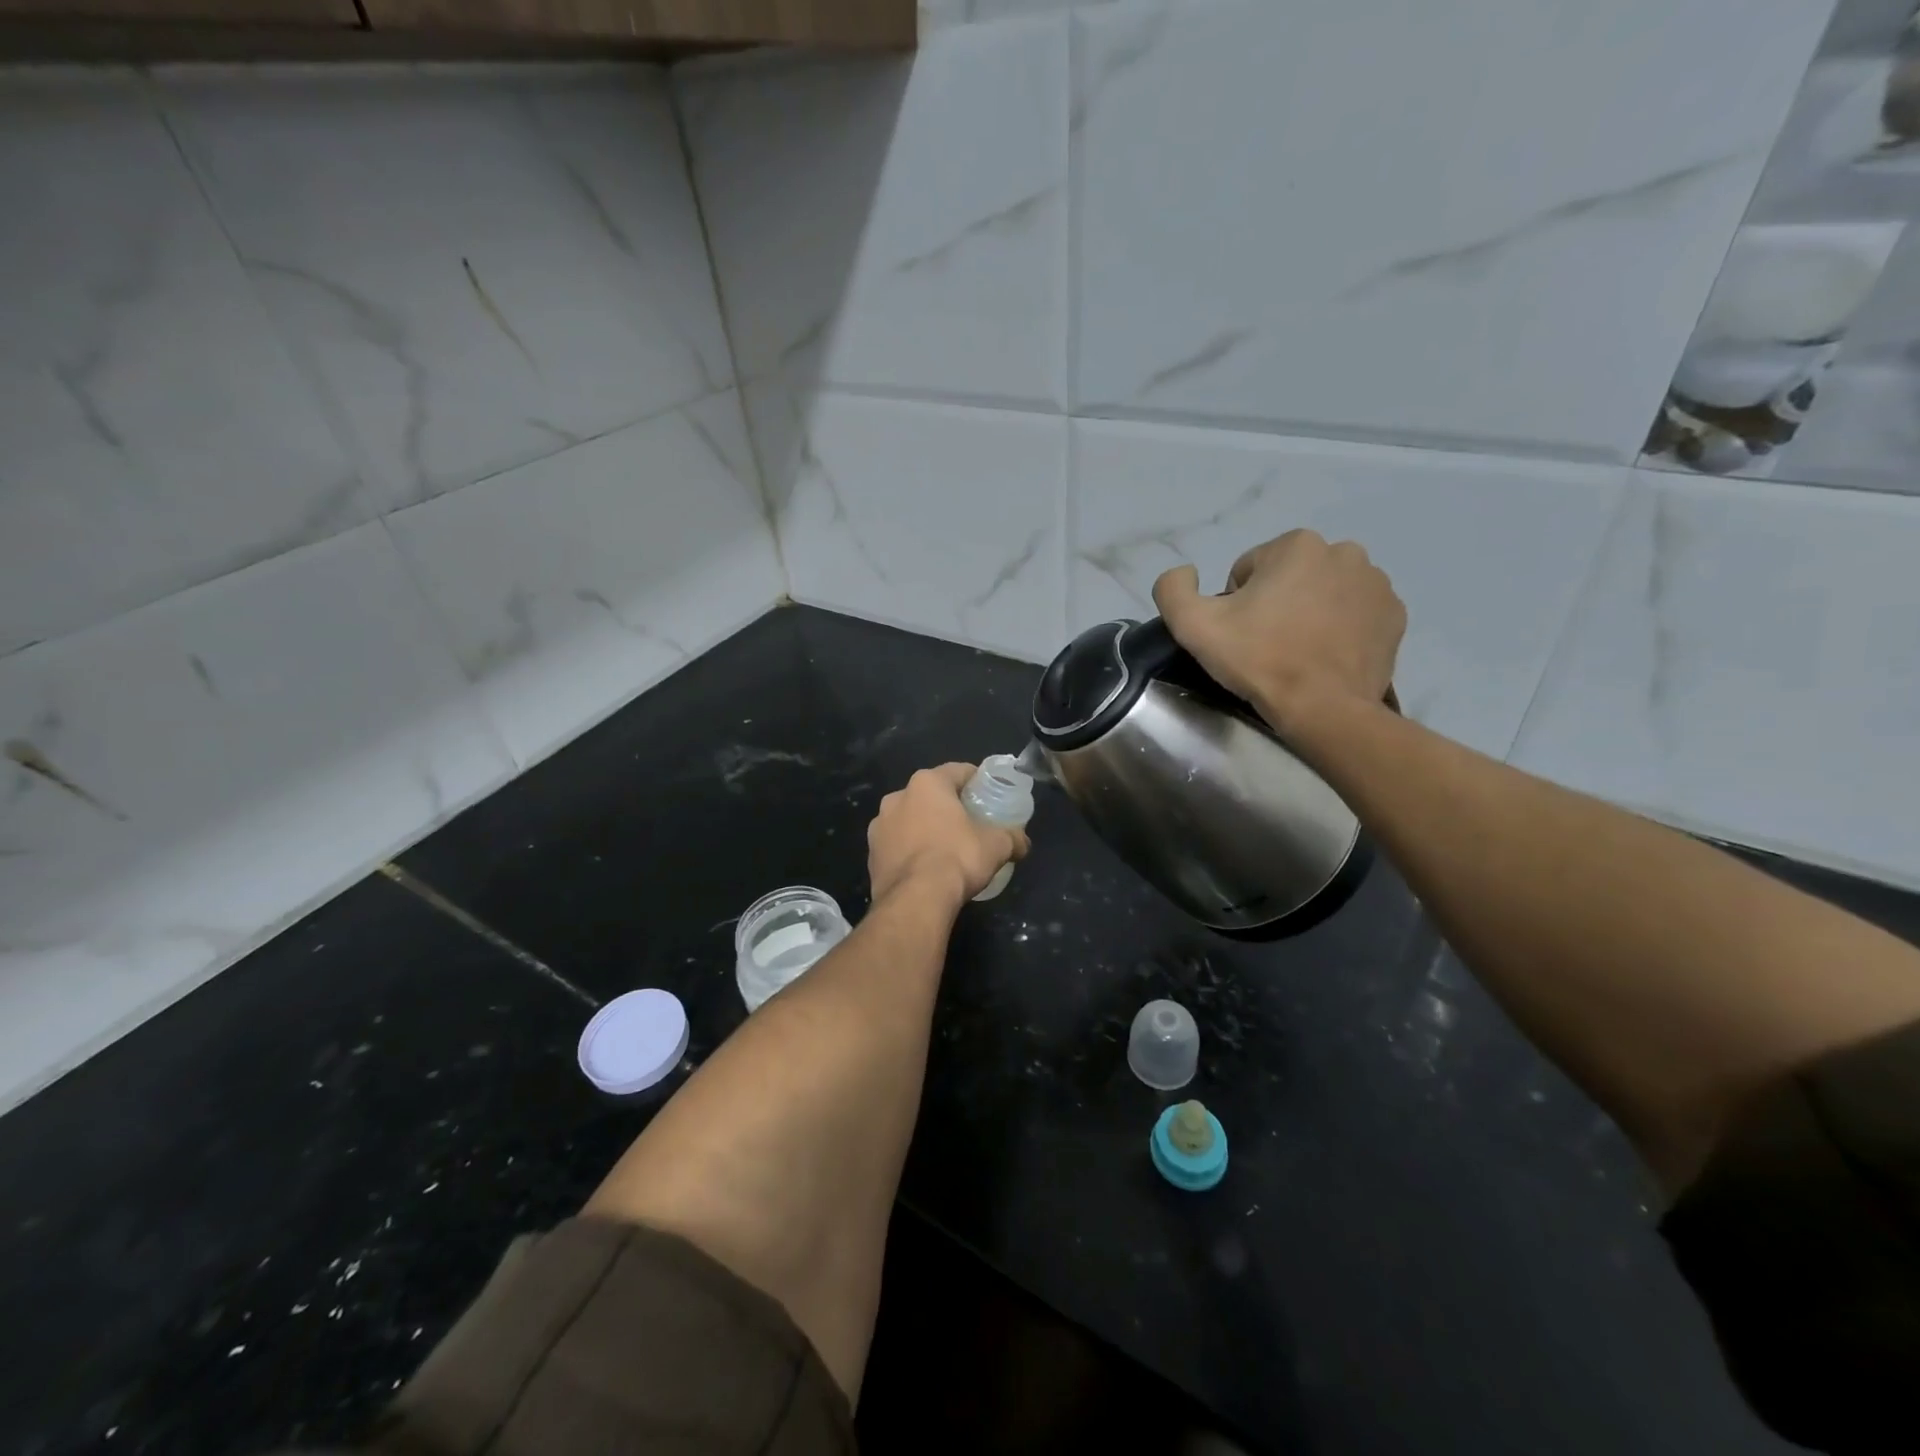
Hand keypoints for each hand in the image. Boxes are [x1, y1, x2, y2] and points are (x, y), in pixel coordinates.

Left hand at [868, 763, 1028, 906]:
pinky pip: (896, 845)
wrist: (915, 900)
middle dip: (948, 806)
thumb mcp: (997, 846)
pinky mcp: (871, 854)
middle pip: (930, 795)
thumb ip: (1013, 838)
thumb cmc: (957, 858)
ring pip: (909, 819)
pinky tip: (925, 868)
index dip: (976, 781)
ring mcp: (879, 826)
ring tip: (945, 848)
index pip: (957, 771)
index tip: (989, 794)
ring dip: (925, 827)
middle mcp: (897, 797)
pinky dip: (910, 850)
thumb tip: (1023, 843)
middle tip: (969, 823)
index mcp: (927, 784)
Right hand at [1152, 530, 1405, 731]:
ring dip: (1308, 613)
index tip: (1241, 635)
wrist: (1323, 708)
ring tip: (1297, 653)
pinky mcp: (1394, 615)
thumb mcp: (1192, 625)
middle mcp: (1344, 551)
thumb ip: (1173, 588)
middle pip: (1288, 577)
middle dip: (1275, 604)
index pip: (1248, 570)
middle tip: (1266, 645)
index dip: (1236, 604)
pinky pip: (1354, 613)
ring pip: (1323, 593)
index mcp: (1296, 544)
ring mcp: (1376, 583)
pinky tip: (1325, 656)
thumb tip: (1185, 572)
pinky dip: (1339, 628)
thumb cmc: (1258, 660)